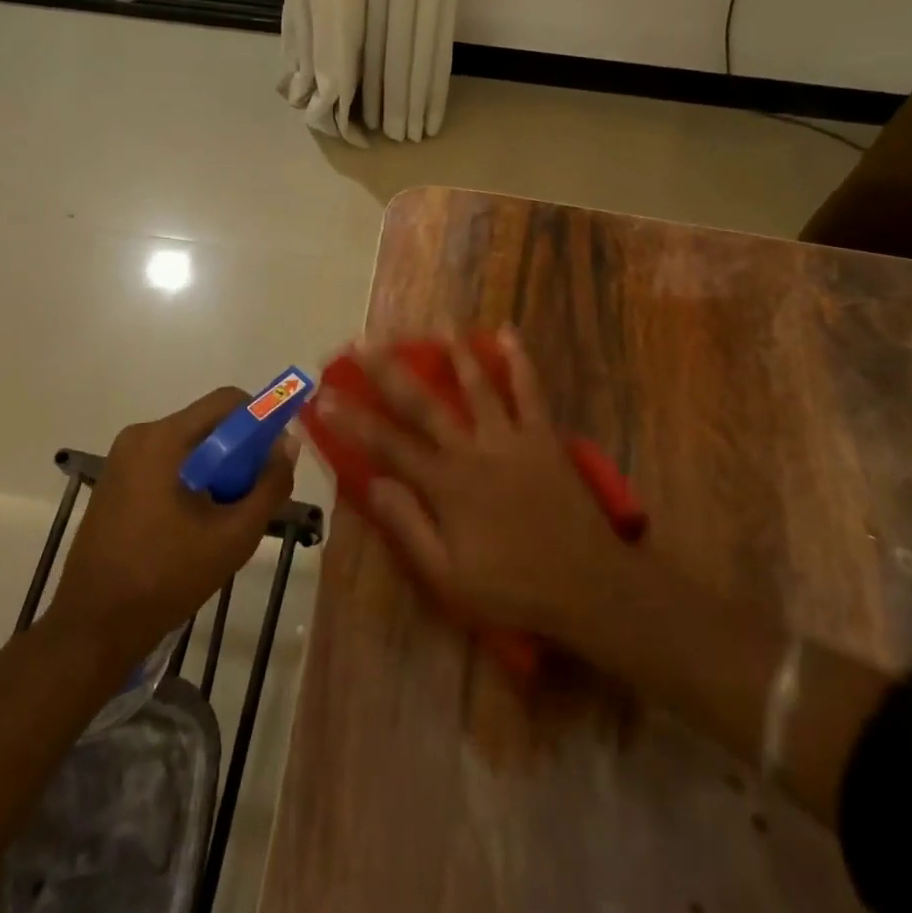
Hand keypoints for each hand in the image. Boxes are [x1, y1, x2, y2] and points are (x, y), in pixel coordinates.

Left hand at [44, 386, 294, 670]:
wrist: (92, 628)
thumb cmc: (166, 578)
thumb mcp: (234, 535)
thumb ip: (269, 485)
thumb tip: (288, 444)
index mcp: (164, 439)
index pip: (227, 401)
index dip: (261, 419)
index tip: (275, 455)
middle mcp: (140, 436)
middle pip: (208, 423)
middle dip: (239, 451)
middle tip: (254, 493)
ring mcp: (123, 459)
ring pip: (189, 445)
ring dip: (216, 469)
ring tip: (225, 515)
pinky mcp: (115, 481)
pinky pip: (167, 462)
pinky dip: (191, 480)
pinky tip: (195, 523)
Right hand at [319, 329, 628, 646]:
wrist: (587, 586)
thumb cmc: (512, 587)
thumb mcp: (448, 576)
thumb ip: (407, 526)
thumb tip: (371, 483)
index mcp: (446, 485)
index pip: (388, 445)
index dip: (352, 420)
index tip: (324, 397)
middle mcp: (473, 450)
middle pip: (424, 404)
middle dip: (389, 372)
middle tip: (364, 343)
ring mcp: (511, 438)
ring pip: (477, 386)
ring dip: (455, 354)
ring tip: (439, 326)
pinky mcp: (543, 436)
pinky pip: (529, 390)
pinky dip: (519, 361)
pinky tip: (509, 333)